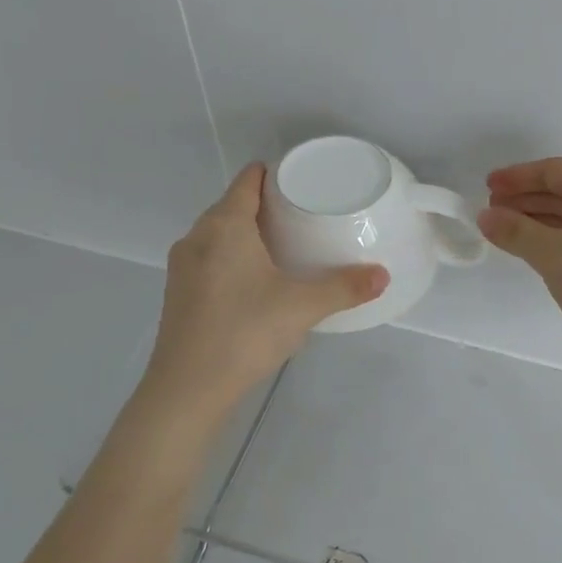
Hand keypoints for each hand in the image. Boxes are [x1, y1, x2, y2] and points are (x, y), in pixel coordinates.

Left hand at [142, 164, 388, 417]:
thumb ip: (344, 288)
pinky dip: (233, 257)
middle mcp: (197, 237)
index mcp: (224, 226)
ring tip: (286, 247)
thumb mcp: (303, 307)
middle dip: (266, 205)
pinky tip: (258, 281)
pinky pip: (210, 259)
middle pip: (232, 205)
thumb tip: (383, 276)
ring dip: (248, 233)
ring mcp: (182, 267)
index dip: (274, 174)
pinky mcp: (178, 293)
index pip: (247, 180)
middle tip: (305, 215)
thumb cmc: (245, 332)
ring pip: (219, 234)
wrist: (188, 389)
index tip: (302, 180)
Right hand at [477, 157, 561, 371]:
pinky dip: (553, 237)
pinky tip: (534, 252)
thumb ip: (516, 232)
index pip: (553, 171)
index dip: (517, 176)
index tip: (487, 187)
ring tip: (504, 232)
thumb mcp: (554, 255)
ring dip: (536, 219)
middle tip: (490, 212)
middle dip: (524, 198)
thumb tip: (486, 215)